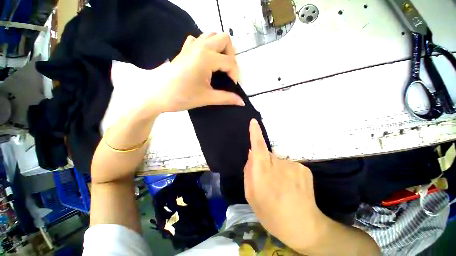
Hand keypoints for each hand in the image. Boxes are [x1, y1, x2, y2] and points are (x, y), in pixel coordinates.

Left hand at [150, 33, 244, 112]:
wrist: (157, 96)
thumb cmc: (182, 97)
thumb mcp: (207, 98)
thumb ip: (227, 98)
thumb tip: (242, 102)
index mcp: (206, 57)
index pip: (230, 62)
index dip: (235, 74)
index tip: (233, 86)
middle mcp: (200, 46)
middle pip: (224, 40)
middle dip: (231, 56)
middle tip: (228, 72)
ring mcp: (190, 45)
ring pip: (212, 36)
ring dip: (220, 49)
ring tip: (219, 66)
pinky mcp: (184, 49)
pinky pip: (199, 40)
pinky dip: (207, 46)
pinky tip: (205, 60)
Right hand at [244, 119, 325, 250]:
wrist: (304, 227)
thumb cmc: (271, 214)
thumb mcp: (251, 196)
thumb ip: (248, 172)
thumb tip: (251, 154)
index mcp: (263, 174)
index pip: (258, 148)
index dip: (255, 134)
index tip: (253, 122)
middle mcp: (278, 166)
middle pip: (266, 155)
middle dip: (263, 163)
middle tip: (266, 180)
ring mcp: (293, 166)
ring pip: (277, 160)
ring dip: (275, 169)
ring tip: (280, 186)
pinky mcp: (304, 168)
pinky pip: (288, 165)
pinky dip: (286, 172)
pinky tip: (290, 186)